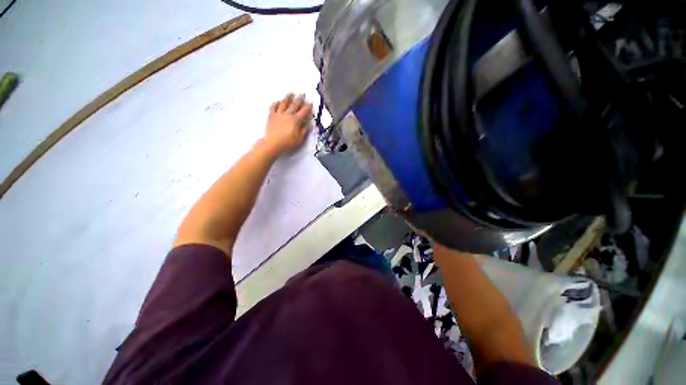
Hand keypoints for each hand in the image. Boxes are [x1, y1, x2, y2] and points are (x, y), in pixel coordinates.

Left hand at [261, 93, 312, 157]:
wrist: (273, 143)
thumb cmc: (287, 143)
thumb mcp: (300, 139)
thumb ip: (304, 131)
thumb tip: (308, 125)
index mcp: (296, 120)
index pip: (304, 112)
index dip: (308, 107)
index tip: (311, 103)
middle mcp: (288, 115)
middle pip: (295, 104)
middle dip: (300, 99)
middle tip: (302, 94)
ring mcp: (279, 114)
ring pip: (284, 103)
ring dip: (288, 97)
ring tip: (291, 93)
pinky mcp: (271, 116)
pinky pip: (273, 107)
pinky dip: (276, 103)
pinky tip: (278, 101)